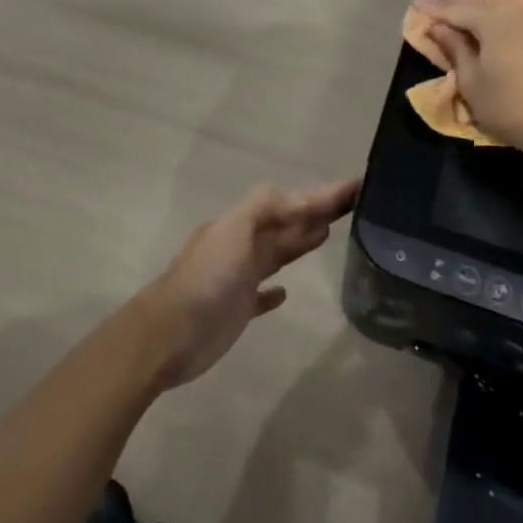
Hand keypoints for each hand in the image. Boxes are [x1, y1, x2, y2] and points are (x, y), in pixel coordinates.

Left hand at [132, 177, 360, 388]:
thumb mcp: (234, 231)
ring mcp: (238, 279)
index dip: (320, 196)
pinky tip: (285, 292)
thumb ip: (265, 208)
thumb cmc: (205, 280)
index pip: (288, 203)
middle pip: (285, 224)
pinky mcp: (236, 310)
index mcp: (241, 225)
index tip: (353, 186)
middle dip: (316, 212)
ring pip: (276, 253)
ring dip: (300, 241)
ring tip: (328, 233)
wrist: (169, 335)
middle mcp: (241, 246)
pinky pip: (261, 294)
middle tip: (351, 205)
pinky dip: (274, 290)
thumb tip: (301, 201)